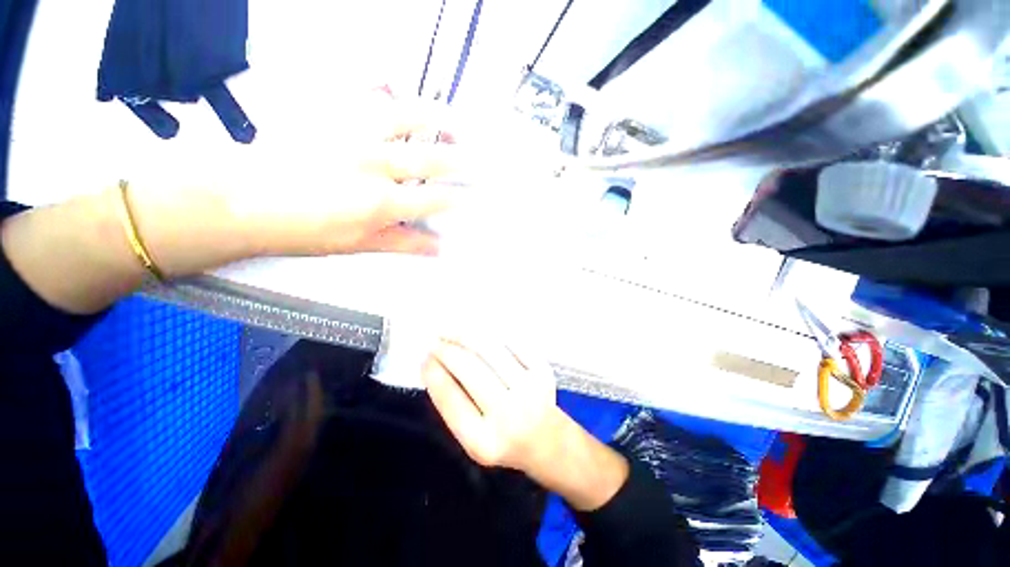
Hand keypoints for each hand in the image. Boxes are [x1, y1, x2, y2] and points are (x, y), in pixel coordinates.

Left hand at [0, 90, 464, 314]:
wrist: (240, 200)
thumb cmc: (302, 230)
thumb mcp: (357, 244)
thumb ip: (402, 243)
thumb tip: (439, 249)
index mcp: (381, 202)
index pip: (432, 201)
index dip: (455, 200)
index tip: (471, 198)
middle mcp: (374, 165)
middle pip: (428, 161)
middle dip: (457, 161)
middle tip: (476, 159)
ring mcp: (351, 134)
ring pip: (404, 120)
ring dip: (434, 120)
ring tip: (453, 119)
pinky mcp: (327, 114)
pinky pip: (359, 90)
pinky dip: (379, 81)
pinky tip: (393, 81)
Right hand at [422, 337, 561, 473]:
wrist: (547, 440)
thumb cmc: (503, 438)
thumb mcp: (473, 437)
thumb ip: (454, 405)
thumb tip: (434, 363)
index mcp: (484, 442)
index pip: (450, 398)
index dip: (433, 373)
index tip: (424, 357)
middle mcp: (509, 415)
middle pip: (469, 368)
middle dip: (446, 349)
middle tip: (434, 340)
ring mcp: (530, 390)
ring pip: (489, 349)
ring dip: (465, 335)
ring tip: (451, 331)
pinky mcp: (543, 371)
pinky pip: (511, 342)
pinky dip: (490, 332)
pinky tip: (477, 330)